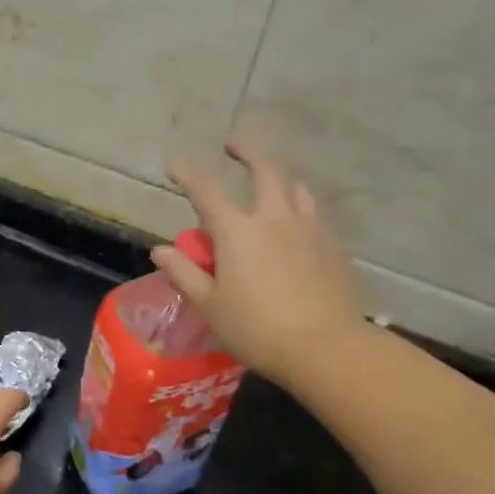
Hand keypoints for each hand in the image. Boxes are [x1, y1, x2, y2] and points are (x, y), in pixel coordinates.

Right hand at [153, 140, 367, 387]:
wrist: (326, 347)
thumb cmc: (256, 329)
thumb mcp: (209, 306)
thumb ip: (184, 273)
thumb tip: (160, 250)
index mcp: (237, 231)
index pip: (206, 190)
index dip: (187, 173)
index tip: (174, 166)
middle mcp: (275, 219)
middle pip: (265, 169)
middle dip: (247, 151)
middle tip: (233, 146)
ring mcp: (309, 230)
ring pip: (296, 188)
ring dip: (279, 178)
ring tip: (270, 183)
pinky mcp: (333, 247)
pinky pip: (314, 215)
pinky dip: (299, 209)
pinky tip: (296, 226)